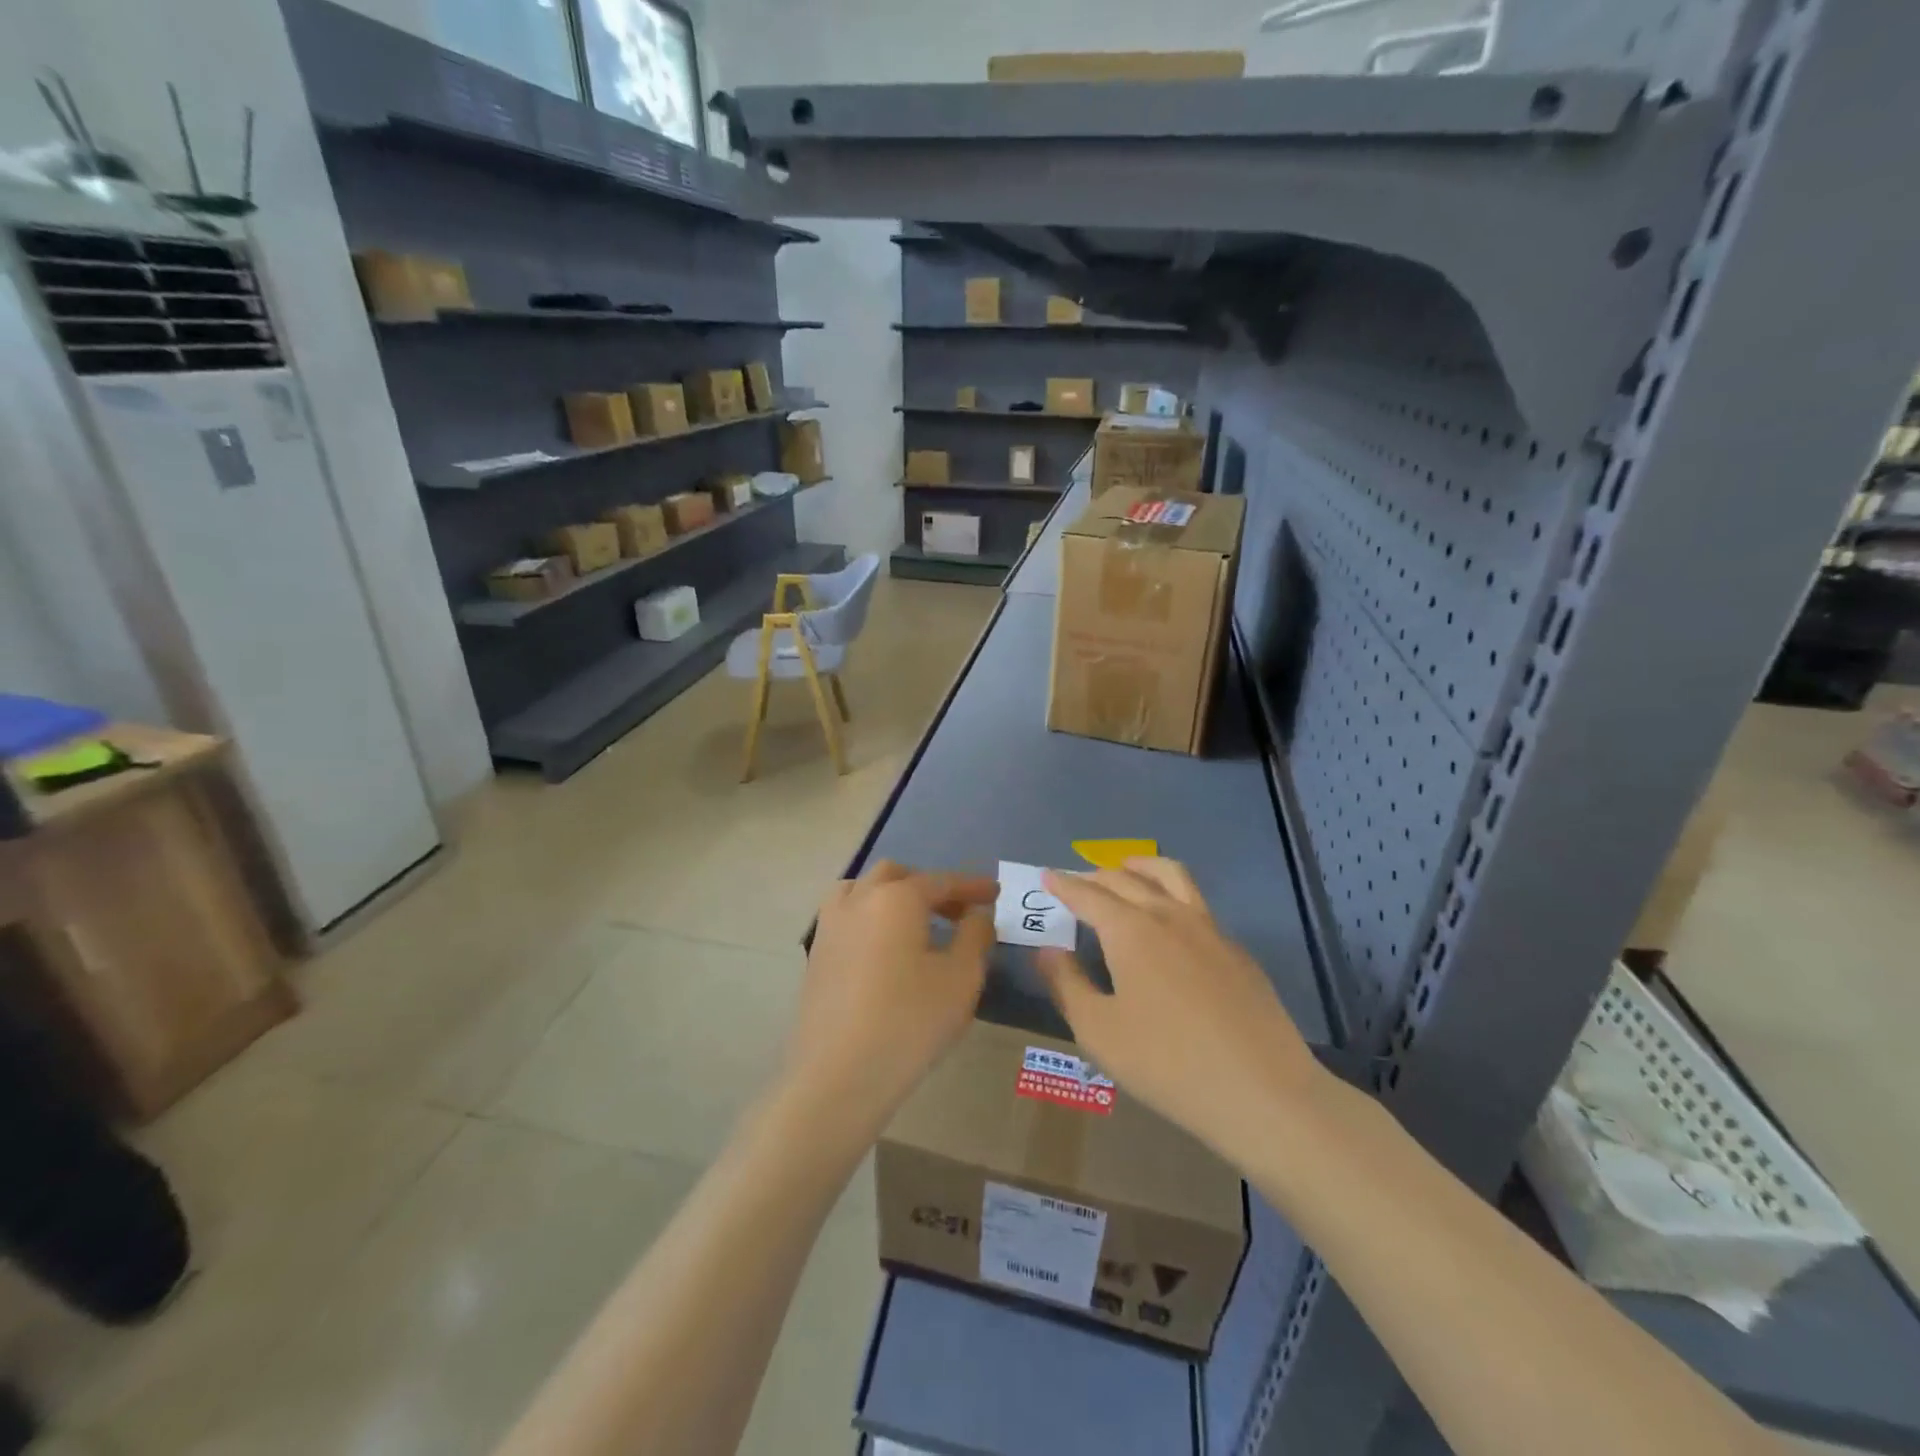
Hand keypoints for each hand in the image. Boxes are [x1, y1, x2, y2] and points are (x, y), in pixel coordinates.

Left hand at [784, 861, 995, 1132]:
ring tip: (916, 925)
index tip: (995, 892)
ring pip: (863, 890)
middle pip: (897, 876)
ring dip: (893, 896)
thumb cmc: (910, 1022)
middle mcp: (859, 899)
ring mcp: (831, 926)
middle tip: (957, 913)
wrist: (838, 1075)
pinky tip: (885, 949)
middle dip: (930, 887)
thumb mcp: (961, 979)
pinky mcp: (816, 954)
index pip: (941, 881)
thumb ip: (975, 936)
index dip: (972, 886)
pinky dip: (871, 917)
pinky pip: (847, 916)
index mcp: (896, 898)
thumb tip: (977, 914)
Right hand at [1037, 858, 1321, 1160]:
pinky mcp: (1235, 949)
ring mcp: (1209, 928)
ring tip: (1125, 870)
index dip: (1063, 884)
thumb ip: (1067, 984)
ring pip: (1170, 876)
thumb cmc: (1167, 1064)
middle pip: (1125, 879)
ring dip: (1140, 867)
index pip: (1088, 894)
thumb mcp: (1099, 1031)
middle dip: (1095, 876)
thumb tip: (1047, 950)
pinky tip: (1168, 922)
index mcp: (1130, 930)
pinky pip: (1196, 903)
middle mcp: (1168, 915)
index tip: (1047, 876)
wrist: (1263, 1092)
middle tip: (1076, 882)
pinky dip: (1170, 894)